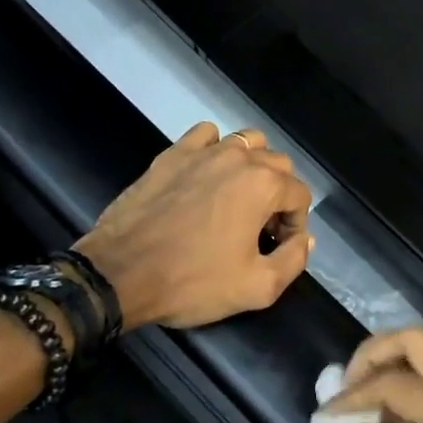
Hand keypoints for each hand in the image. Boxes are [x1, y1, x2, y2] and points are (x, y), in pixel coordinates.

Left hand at [74, 123, 313, 329]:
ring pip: (247, 142)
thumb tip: (304, 240)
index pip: (300, 196)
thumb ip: (293, 261)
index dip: (295, 225)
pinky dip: (215, 148)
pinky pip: (205, 135)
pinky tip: (207, 174)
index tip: (277, 248)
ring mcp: (202, 152)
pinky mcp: (171, 155)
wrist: (119, 275)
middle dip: (279, 195)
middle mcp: (239, 158)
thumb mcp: (257, 287)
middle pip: (278, 165)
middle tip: (260, 229)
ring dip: (253, 166)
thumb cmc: (192, 282)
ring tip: (239, 198)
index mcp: (264, 185)